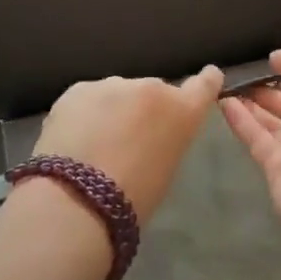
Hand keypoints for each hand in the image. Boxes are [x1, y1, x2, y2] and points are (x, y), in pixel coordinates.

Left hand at [34, 68, 223, 217]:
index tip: (207, 77)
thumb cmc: (132, 200)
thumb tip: (154, 131)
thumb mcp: (166, 168)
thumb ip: (167, 137)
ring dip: (113, 110)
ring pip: (117, 94)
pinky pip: (88, 99)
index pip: (205, 84)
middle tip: (128, 139)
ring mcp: (113, 84)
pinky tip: (73, 140)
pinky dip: (84, 114)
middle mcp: (152, 88)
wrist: (75, 202)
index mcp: (182, 111)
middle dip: (145, 109)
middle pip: (153, 92)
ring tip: (95, 144)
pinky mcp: (79, 88)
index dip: (206, 81)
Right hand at [220, 41, 280, 240]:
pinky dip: (238, 118)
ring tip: (224, 81)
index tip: (268, 57)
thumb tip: (279, 59)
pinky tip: (221, 101)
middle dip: (270, 83)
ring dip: (250, 99)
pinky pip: (254, 136)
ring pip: (271, 117)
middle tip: (239, 69)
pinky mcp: (276, 167)